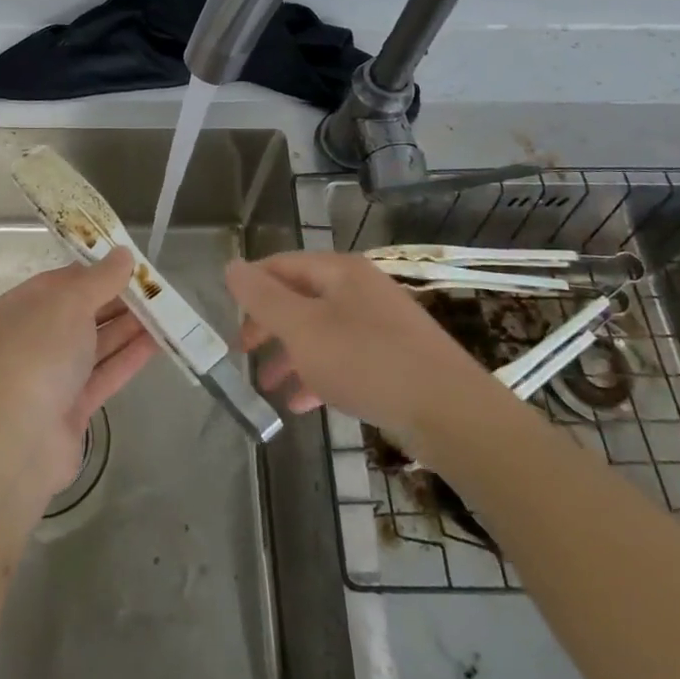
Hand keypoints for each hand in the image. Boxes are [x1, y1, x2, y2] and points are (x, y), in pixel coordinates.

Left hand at [0, 250, 155, 509]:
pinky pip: (103, 374)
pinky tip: (159, 343)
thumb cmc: (37, 354)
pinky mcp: (70, 408)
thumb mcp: (69, 304)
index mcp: (17, 309)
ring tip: (166, 312)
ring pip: (94, 344)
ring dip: (128, 328)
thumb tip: (123, 254)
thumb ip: (100, 279)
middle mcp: (30, 340)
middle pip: (79, 313)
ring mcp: (50, 377)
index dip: (95, 271)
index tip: (130, 265)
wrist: (18, 441)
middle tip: (156, 290)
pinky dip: (128, 358)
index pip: (59, 282)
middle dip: (117, 301)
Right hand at [225, 251, 506, 447]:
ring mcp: (380, 323)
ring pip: (320, 331)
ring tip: (268, 386)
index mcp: (338, 271)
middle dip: (267, 326)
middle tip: (242, 352)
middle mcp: (359, 289)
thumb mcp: (303, 328)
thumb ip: (263, 297)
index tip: (228, 318)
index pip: (280, 265)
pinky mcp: (394, 357)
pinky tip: (303, 403)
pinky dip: (319, 374)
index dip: (250, 287)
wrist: (451, 413)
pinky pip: (344, 357)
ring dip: (290, 355)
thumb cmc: (367, 362)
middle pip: (300, 298)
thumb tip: (231, 265)